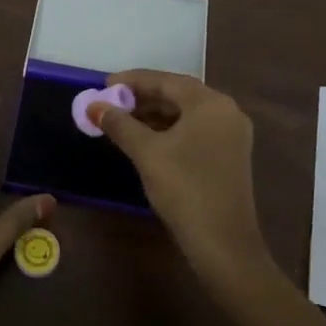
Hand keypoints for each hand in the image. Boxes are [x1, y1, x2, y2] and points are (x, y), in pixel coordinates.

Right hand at [92, 72, 272, 292]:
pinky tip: (145, 140)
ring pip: (186, 114)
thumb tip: (94, 105)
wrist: (223, 244)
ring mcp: (231, 135)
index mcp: (210, 104)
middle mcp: (226, 112)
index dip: (133, 81)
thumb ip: (120, 124)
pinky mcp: (229, 156)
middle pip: (178, 95)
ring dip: (154, 115)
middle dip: (142, 98)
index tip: (104, 85)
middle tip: (110, 103)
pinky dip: (169, 130)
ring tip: (121, 121)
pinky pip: (194, 131)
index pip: (167, 81)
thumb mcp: (147, 153)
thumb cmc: (185, 189)